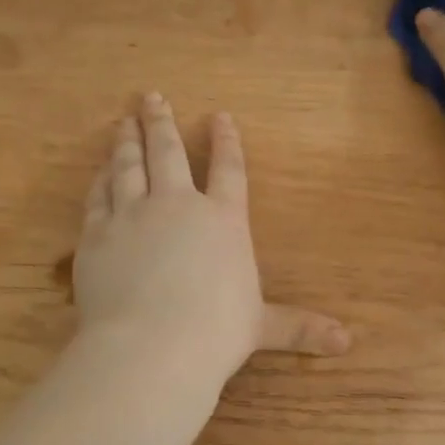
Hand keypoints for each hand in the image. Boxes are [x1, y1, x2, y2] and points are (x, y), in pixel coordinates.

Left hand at [74, 94, 350, 377]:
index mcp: (223, 220)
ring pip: (128, 165)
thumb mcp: (261, 327)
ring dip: (126, 140)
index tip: (219, 116)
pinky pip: (98, 196)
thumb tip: (347, 342)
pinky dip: (100, 179)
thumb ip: (299, 326)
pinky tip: (99, 170)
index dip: (226, 141)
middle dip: (161, 122)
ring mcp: (132, 215)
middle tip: (152, 97)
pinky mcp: (97, 234)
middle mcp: (177, 205)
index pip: (229, 169)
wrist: (151, 347)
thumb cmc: (216, 333)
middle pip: (168, 152)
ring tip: (124, 120)